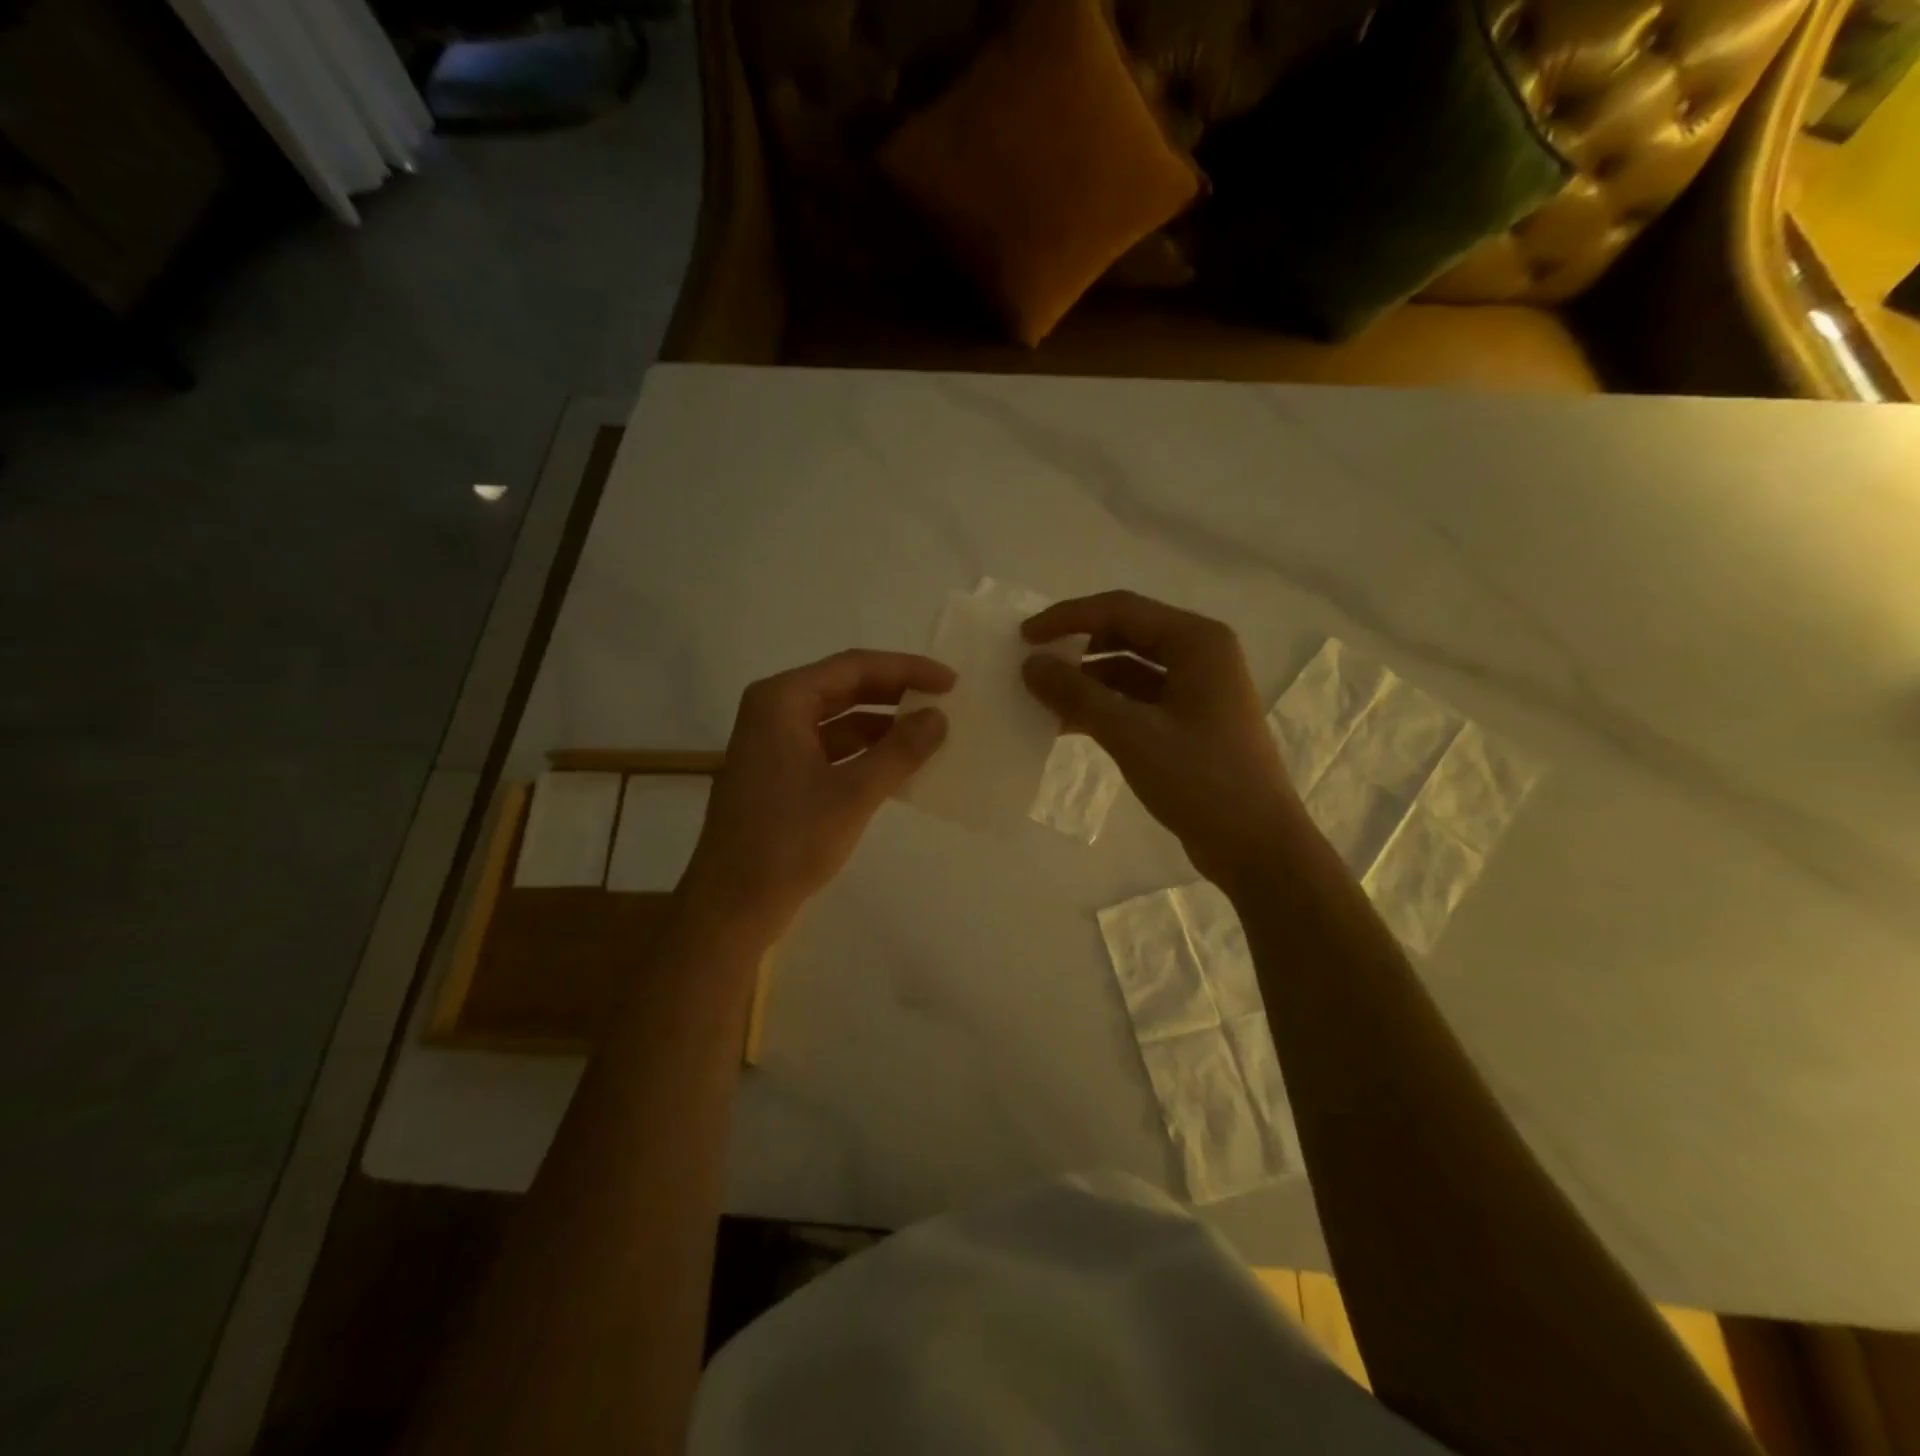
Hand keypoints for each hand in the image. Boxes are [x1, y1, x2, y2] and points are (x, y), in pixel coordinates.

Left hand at [681, 650, 952, 939]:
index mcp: (782, 700)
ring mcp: (773, 744)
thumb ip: (900, 751)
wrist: (732, 905)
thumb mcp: (853, 793)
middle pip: (845, 687)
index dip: (906, 669)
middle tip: (944, 702)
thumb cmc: (788, 842)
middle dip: (895, 694)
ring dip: (882, 725)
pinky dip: (864, 752)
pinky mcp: (779, 774)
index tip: (950, 682)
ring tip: (929, 734)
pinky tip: (897, 766)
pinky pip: (830, 748)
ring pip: (838, 719)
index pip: (854, 666)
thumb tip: (939, 717)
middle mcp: (774, 711)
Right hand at [1022, 591, 1305, 890]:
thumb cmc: (1201, 781)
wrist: (1256, 847)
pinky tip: (1067, 724)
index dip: (1068, 618)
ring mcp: (1196, 690)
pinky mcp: (1188, 722)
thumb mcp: (1132, 734)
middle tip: (1030, 663)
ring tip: (1041, 697)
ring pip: (1129, 669)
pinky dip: (1103, 706)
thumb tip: (1030, 664)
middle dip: (1077, 647)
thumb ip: (1077, 694)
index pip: (1121, 609)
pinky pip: (1136, 699)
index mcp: (1198, 642)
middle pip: (1126, 634)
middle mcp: (1200, 655)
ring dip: (1086, 680)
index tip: (1024, 636)